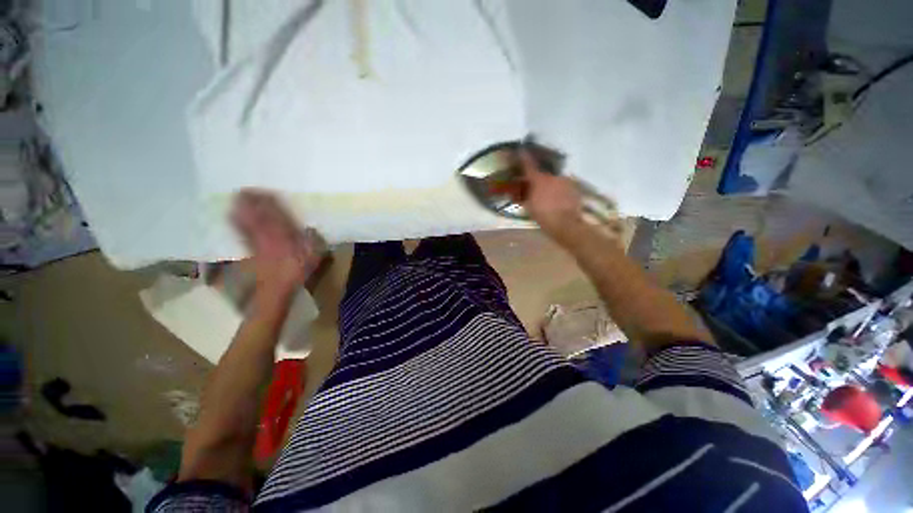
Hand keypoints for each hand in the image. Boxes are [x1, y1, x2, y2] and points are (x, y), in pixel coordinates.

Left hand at [231, 190, 323, 294]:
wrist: (276, 289)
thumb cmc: (297, 271)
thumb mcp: (313, 256)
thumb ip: (312, 241)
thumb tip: (311, 229)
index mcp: (283, 236)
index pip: (275, 215)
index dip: (269, 202)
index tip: (265, 190)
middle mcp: (267, 236)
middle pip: (256, 216)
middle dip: (250, 203)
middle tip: (243, 189)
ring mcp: (256, 242)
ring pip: (246, 222)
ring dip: (241, 210)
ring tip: (236, 198)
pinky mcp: (250, 249)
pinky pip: (242, 232)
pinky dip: (237, 222)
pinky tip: (233, 217)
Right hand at [518, 151, 583, 236]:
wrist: (566, 224)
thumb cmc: (543, 216)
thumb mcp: (529, 207)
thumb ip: (522, 196)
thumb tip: (515, 191)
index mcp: (539, 180)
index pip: (529, 165)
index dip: (524, 157)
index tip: (521, 149)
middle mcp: (553, 176)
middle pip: (543, 173)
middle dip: (538, 177)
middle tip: (535, 186)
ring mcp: (565, 181)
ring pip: (554, 180)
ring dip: (550, 185)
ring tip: (548, 195)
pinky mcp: (575, 188)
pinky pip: (564, 186)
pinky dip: (559, 190)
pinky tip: (558, 199)